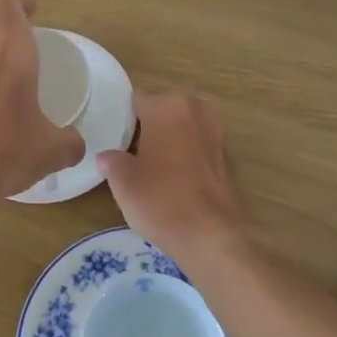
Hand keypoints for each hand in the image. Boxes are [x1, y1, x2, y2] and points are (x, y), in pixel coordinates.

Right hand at [98, 92, 252, 265]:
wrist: (213, 237)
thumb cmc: (162, 201)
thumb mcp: (123, 183)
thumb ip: (112, 161)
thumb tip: (109, 157)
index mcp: (166, 106)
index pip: (136, 100)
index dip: (122, 118)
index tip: (114, 138)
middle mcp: (194, 109)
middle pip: (163, 108)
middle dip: (149, 125)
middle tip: (131, 151)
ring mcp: (216, 131)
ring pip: (183, 126)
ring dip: (170, 138)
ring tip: (152, 165)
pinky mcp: (228, 155)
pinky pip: (199, 145)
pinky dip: (187, 154)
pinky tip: (176, 178)